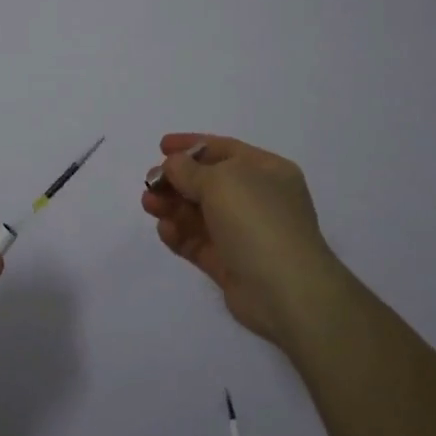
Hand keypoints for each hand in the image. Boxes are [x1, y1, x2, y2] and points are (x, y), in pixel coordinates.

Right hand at [141, 132, 346, 348]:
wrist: (286, 290)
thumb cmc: (257, 220)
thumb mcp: (221, 180)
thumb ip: (189, 169)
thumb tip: (173, 165)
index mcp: (267, 171)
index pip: (224, 149)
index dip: (191, 145)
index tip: (161, 146)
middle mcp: (258, 199)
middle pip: (209, 183)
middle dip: (177, 180)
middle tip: (150, 182)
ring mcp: (245, 234)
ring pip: (200, 214)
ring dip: (173, 206)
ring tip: (149, 204)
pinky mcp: (231, 265)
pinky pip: (199, 243)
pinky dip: (180, 234)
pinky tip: (164, 229)